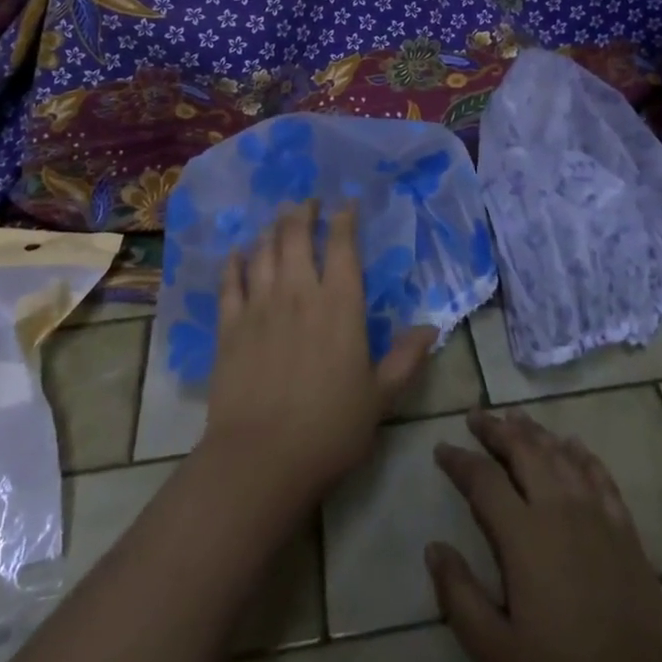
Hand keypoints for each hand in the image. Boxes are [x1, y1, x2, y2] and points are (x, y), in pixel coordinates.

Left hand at [202, 200, 434, 506]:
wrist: (261, 459)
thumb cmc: (330, 428)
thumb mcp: (379, 397)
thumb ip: (405, 359)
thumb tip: (431, 328)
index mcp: (340, 305)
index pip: (342, 246)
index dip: (344, 219)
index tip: (345, 204)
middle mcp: (299, 292)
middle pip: (297, 237)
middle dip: (302, 213)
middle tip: (306, 202)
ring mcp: (260, 306)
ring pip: (264, 252)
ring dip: (272, 230)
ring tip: (278, 219)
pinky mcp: (230, 326)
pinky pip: (230, 282)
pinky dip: (234, 263)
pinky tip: (237, 253)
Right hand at [429, 410, 661, 661]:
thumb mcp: (496, 654)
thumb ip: (460, 596)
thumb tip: (433, 547)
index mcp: (524, 535)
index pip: (483, 480)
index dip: (459, 460)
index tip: (441, 448)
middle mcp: (559, 510)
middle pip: (524, 451)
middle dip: (496, 430)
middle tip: (477, 416)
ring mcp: (597, 516)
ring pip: (561, 455)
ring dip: (535, 432)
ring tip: (516, 418)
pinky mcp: (626, 531)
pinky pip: (600, 476)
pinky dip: (582, 454)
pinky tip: (573, 445)